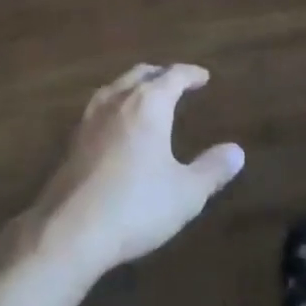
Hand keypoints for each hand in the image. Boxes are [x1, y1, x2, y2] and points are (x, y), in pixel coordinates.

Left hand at [24, 64, 244, 282]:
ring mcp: (88, 121)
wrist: (69, 232)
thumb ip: (212, 169)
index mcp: (148, 105)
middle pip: (139, 74)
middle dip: (160, 74)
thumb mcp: (186, 192)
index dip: (190, 74)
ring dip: (132, 86)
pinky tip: (114, 127)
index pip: (173, 76)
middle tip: (174, 81)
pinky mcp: (71, 144)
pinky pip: (97, 110)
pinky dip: (114, 106)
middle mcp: (117, 103)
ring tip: (143, 96)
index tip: (203, 76)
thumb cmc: (136, 206)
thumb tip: (236, 151)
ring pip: (114, 88)